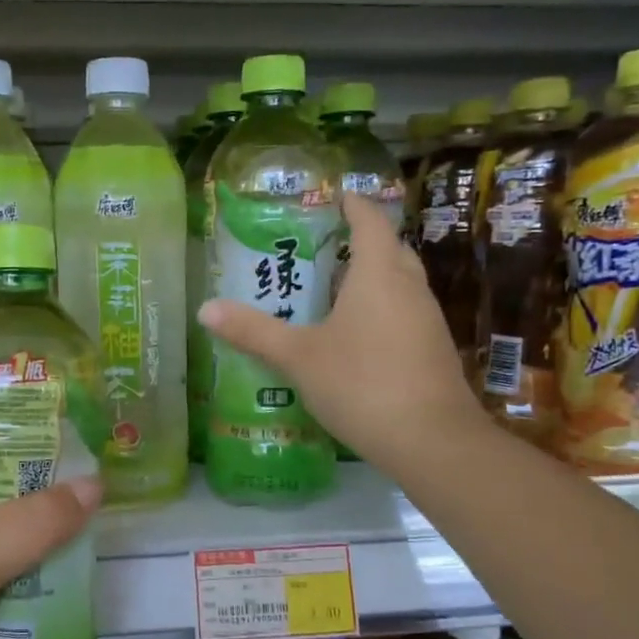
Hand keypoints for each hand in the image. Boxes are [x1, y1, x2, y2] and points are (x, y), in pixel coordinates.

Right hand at [198, 191, 486, 471]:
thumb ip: (253, 332)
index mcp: (378, 274)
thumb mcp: (298, 357)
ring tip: (331, 289)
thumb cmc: (361, 384)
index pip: (370, 221)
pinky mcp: (433, 349)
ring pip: (400, 282)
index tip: (333, 196)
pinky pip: (405, 312)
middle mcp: (409, 288)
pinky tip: (355, 335)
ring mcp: (427, 320)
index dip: (352, 204)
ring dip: (371, 277)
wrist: (431, 441)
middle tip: (321, 246)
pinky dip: (381, 308)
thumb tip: (205, 309)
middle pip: (389, 248)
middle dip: (360, 241)